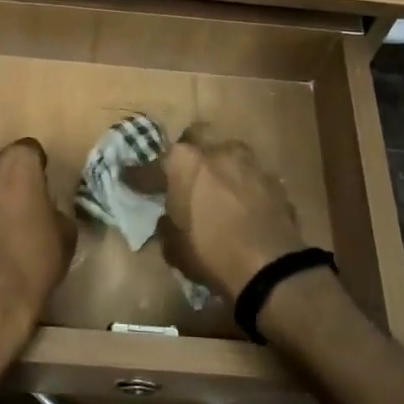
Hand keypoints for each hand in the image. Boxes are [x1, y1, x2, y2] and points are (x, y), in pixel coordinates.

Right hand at [154, 127, 303, 299]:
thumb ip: (168, 226)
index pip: (152, 166)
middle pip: (196, 137)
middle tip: (183, 173)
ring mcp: (250, 163)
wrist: (271, 267)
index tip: (128, 178)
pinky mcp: (274, 181)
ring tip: (217, 188)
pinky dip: (244, 186)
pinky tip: (243, 205)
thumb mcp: (175, 247)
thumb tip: (169, 219)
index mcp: (185, 163)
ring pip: (229, 152)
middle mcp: (217, 151)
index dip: (138, 176)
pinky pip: (251, 176)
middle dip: (187, 152)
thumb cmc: (212, 254)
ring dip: (220, 165)